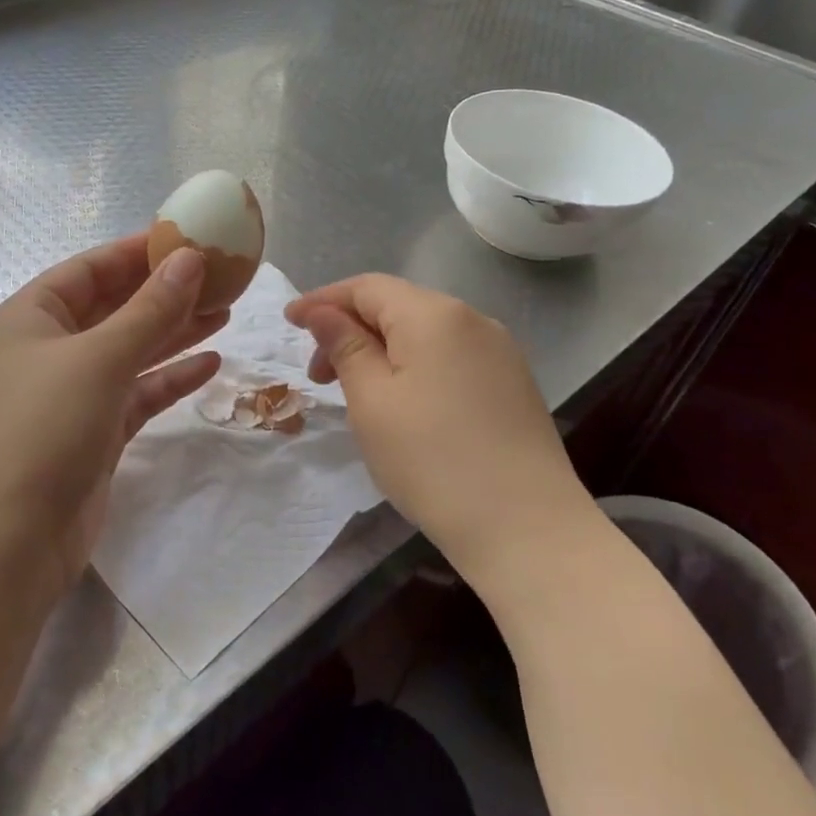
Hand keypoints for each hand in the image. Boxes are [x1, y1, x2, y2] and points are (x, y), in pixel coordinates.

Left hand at [0, 235, 226, 592]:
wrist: (5, 542)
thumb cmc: (42, 428)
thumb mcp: (98, 358)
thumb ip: (148, 309)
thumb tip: (190, 259)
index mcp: (31, 317)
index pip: (90, 269)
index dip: (137, 251)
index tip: (189, 238)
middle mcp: (49, 350)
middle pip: (113, 308)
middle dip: (163, 292)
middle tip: (220, 277)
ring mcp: (71, 394)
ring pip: (130, 351)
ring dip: (174, 332)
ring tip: (225, 312)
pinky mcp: (94, 434)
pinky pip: (137, 394)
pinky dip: (170, 379)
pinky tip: (211, 364)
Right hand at [285, 274, 591, 589]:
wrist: (527, 527)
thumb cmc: (432, 460)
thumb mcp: (372, 400)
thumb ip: (345, 346)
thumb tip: (323, 312)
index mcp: (434, 315)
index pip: (366, 287)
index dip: (322, 300)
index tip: (288, 323)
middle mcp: (472, 319)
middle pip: (396, 305)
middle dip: (350, 329)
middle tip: (318, 375)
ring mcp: (499, 351)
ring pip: (423, 332)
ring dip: (380, 349)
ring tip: (355, 391)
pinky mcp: (511, 382)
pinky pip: (449, 356)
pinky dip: (413, 365)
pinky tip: (402, 401)